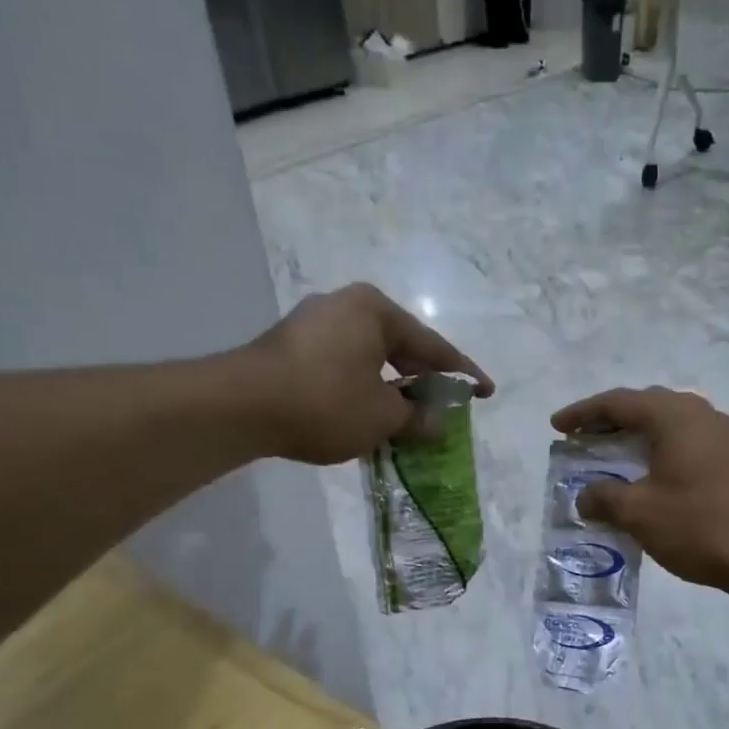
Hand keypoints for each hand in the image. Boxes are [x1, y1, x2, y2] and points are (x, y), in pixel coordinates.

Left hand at [242, 284, 493, 464]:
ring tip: (411, 417)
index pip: (433, 347)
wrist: (241, 407)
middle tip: (447, 407)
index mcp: (375, 310)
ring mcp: (314, 324)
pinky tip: (371, 414)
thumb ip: (418, 418)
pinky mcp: (292, 347)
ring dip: (393, 389)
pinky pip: (344, 366)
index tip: (486, 392)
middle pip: (401, 347)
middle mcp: (345, 306)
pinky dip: (364, 389)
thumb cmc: (325, 403)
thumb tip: (438, 423)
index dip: (463, 374)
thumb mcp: (383, 417)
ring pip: (370, 359)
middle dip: (425, 381)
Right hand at [550, 388, 728, 591]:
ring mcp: (727, 437)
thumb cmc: (701, 527)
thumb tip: (585, 497)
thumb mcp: (640, 514)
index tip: (556, 427)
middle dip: (611, 420)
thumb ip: (605, 498)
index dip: (583, 413)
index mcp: (675, 417)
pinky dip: (662, 452)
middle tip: (584, 438)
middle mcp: (703, 415)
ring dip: (639, 437)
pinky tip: (655, 478)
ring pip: (671, 425)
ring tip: (615, 457)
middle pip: (647, 406)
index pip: (619, 402)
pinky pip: (689, 444)